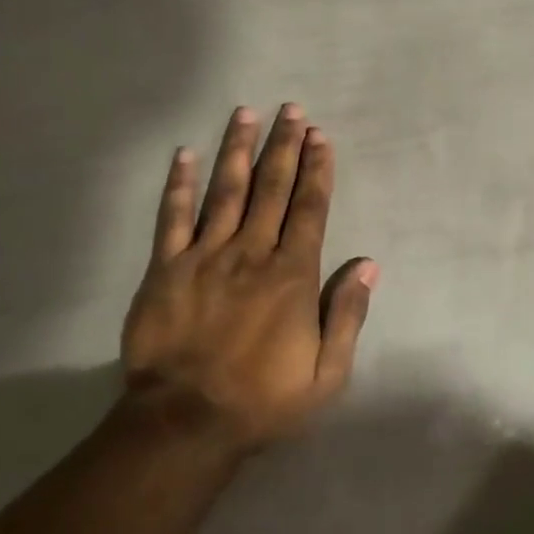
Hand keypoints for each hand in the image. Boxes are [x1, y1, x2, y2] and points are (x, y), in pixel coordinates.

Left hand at [122, 104, 376, 453]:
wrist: (184, 424)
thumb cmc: (262, 401)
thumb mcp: (327, 374)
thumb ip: (348, 315)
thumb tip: (369, 264)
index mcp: (291, 275)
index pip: (309, 209)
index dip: (317, 169)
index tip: (320, 136)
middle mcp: (250, 253)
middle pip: (272, 188)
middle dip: (284, 146)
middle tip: (291, 110)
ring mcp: (204, 256)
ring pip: (225, 191)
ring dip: (238, 149)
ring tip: (246, 114)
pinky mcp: (165, 268)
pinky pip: (172, 218)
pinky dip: (179, 185)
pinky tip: (185, 154)